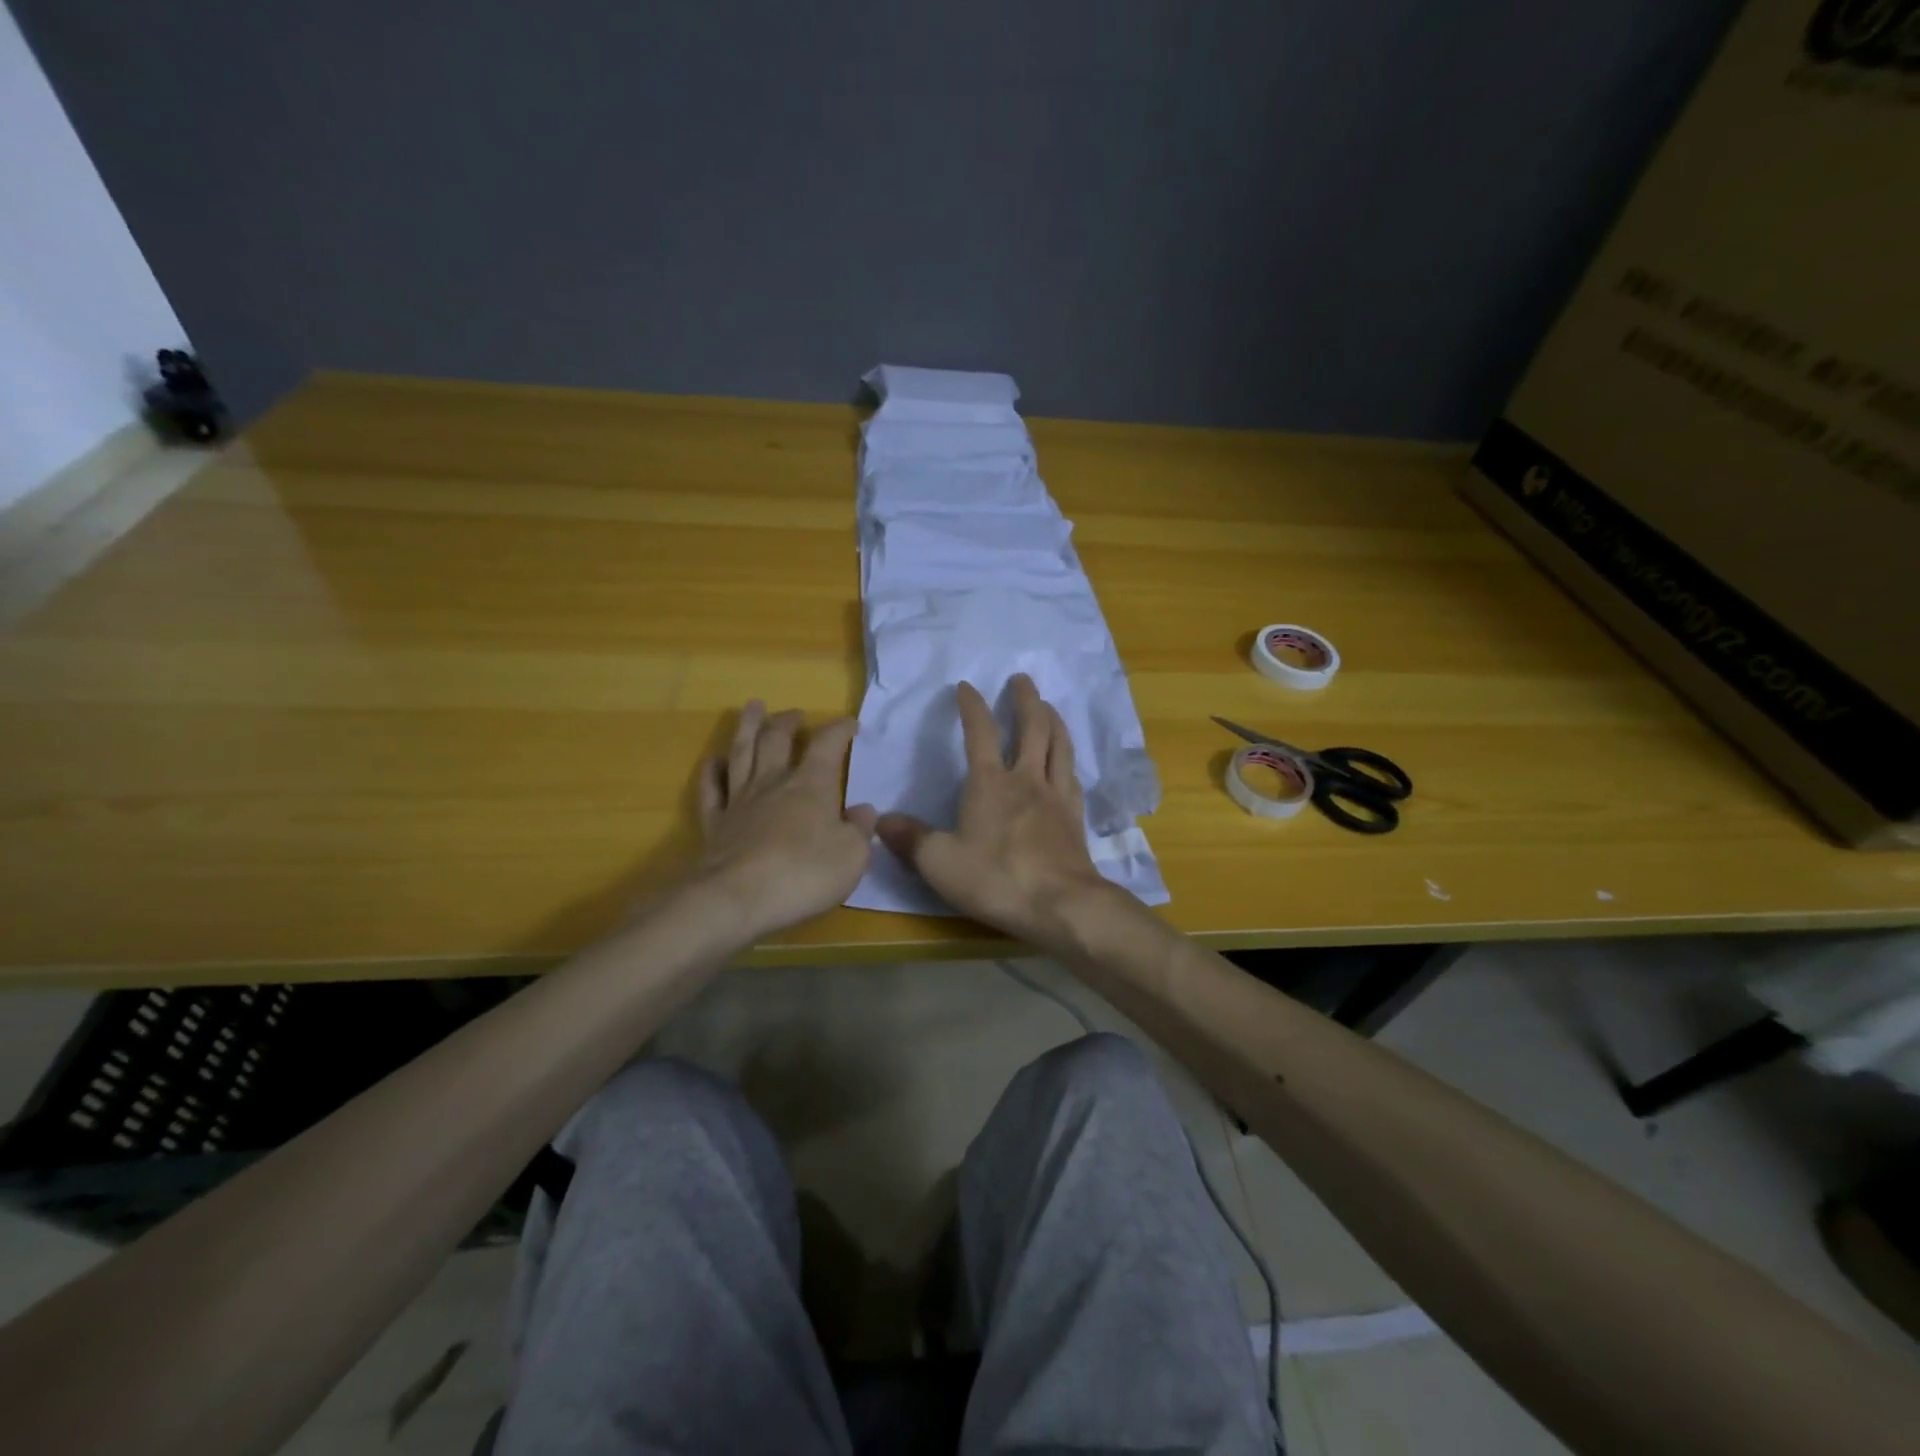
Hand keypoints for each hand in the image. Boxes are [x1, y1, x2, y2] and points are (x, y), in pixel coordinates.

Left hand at [693, 701, 876, 940]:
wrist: (736, 899)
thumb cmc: (804, 874)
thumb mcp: (851, 856)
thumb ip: (860, 830)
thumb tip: (863, 810)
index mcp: (811, 785)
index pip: (827, 744)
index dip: (839, 729)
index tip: (850, 724)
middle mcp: (773, 783)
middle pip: (777, 739)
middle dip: (788, 721)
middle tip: (795, 713)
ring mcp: (739, 801)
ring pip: (742, 752)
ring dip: (748, 727)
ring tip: (752, 707)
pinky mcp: (714, 823)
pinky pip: (710, 789)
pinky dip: (711, 770)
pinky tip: (713, 760)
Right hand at [876, 676, 1118, 948]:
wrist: (1061, 904)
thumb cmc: (996, 878)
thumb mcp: (939, 862)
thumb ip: (910, 838)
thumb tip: (881, 820)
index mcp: (990, 783)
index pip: (980, 732)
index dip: (972, 706)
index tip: (966, 686)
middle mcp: (1026, 779)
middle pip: (1031, 727)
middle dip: (1025, 699)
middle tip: (1021, 679)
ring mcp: (1055, 796)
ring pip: (1059, 745)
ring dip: (1053, 719)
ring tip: (1048, 706)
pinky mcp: (1075, 817)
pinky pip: (1072, 775)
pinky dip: (1067, 757)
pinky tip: (1066, 760)